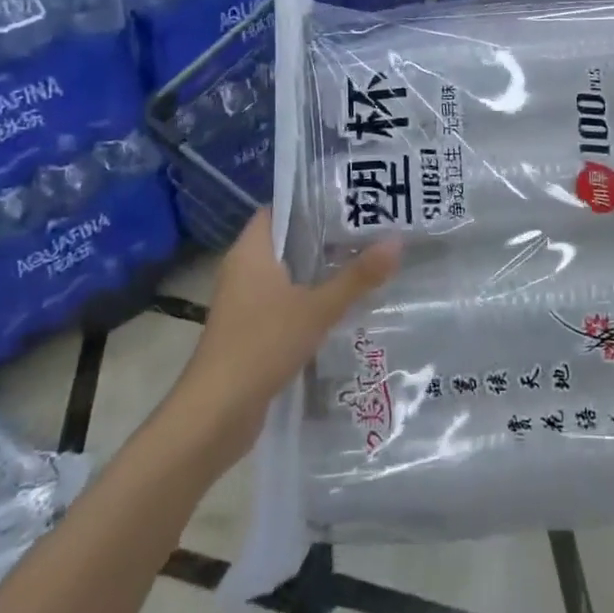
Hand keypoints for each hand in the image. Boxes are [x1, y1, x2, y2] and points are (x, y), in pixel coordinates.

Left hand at [166, 209, 400, 468]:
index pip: (278, 209)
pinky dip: (308, 300)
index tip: (349, 200)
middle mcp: (243, 270)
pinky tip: (342, 306)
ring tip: (364, 263)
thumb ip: (357, 277)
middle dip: (324, 237)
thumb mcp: (317, 309)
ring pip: (287, 275)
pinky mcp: (249, 330)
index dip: (310, 201)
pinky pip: (283, 302)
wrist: (216, 413)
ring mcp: (244, 302)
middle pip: (286, 242)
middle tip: (369, 230)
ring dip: (319, 272)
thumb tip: (397, 241)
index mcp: (250, 252)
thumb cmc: (262, 345)